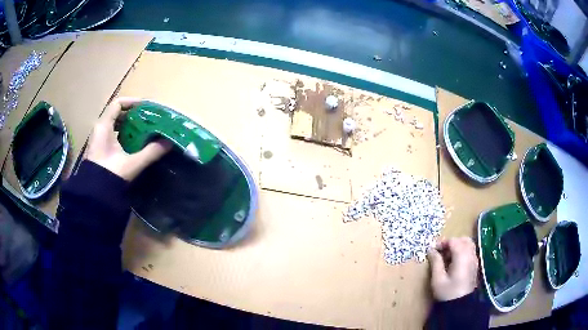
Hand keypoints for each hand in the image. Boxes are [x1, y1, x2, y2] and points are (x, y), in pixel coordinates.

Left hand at [86, 97, 171, 180]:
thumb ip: (150, 152)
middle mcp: (99, 129)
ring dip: (128, 125)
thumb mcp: (132, 163)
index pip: (117, 103)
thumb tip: (168, 143)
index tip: (146, 107)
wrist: (95, 196)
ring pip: (114, 125)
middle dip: (132, 115)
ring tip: (142, 130)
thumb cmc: (110, 174)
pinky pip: (112, 135)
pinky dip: (122, 135)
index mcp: (104, 126)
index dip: (132, 102)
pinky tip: (132, 144)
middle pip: (116, 113)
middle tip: (147, 119)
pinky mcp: (99, 150)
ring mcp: (98, 140)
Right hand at [427, 237, 478, 300]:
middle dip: (452, 242)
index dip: (443, 243)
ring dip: (458, 246)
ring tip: (447, 257)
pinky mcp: (475, 266)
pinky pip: (470, 252)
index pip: (453, 241)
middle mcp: (470, 255)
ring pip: (468, 245)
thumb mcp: (438, 279)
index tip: (434, 250)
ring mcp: (474, 260)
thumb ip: (436, 262)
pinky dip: (462, 251)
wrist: (461, 305)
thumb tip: (431, 250)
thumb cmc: (448, 292)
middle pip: (463, 240)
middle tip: (442, 251)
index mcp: (461, 256)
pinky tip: (454, 263)